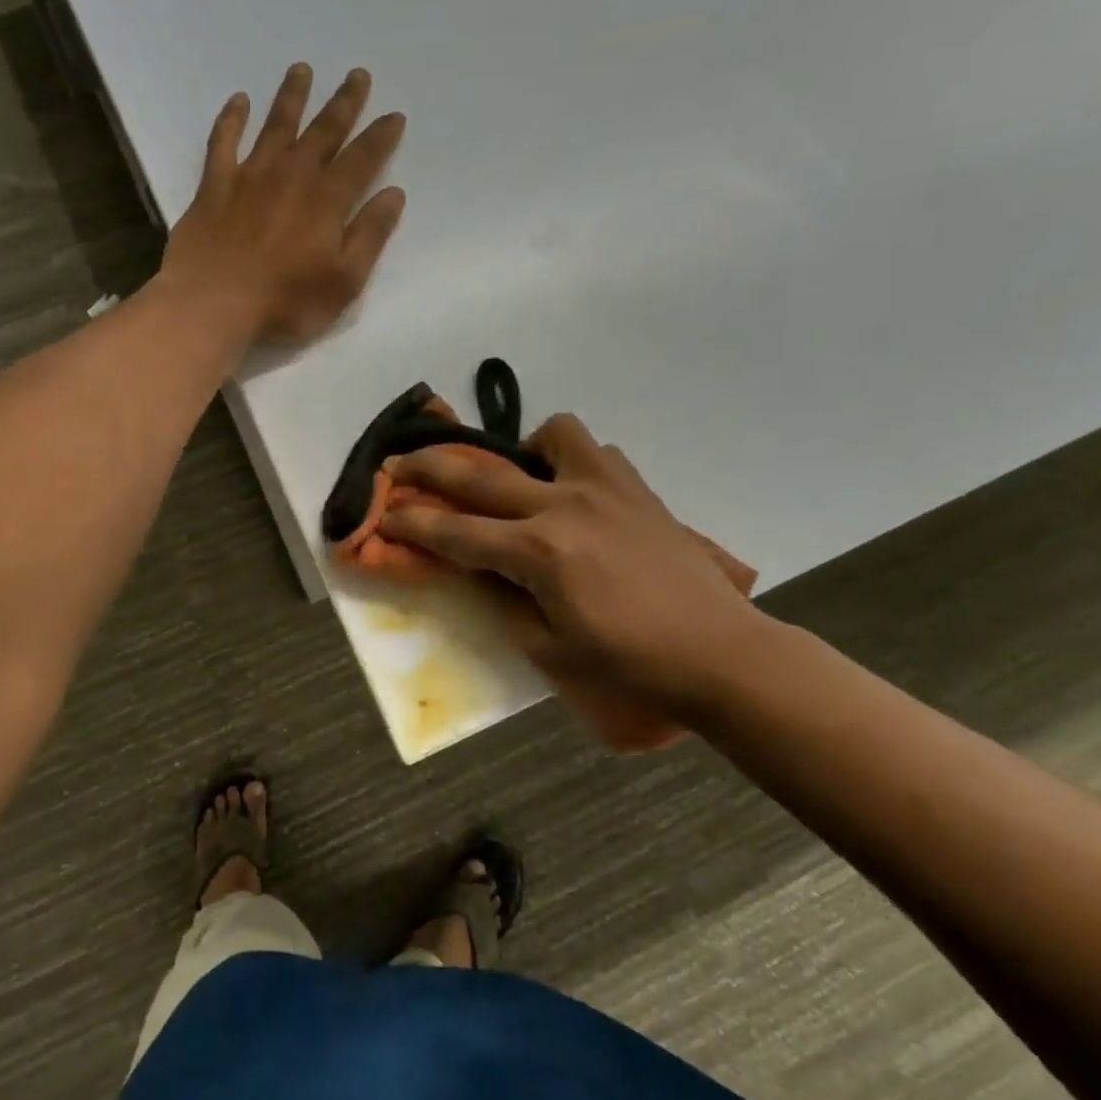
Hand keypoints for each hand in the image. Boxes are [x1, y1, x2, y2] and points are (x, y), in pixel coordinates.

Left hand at [162, 63, 406, 346]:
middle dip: (343, 103)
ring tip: (301, 69)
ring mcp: (250, 176)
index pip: (362, 158)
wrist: (213, 304)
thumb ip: (370, 235)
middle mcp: (292, 175)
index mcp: (327, 199)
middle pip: (323, 131)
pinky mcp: (215, 186)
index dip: (380, 136)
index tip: (394, 115)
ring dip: (291, 96)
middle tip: (357, 74)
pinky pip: (224, 142)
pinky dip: (231, 119)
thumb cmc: (286, 302)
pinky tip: (238, 101)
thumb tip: (394, 194)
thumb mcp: (344, 280)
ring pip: (276, 125)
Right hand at [382, 416, 766, 742]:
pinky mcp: (636, 489)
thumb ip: (502, 602)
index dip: (412, 522)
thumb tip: (475, 571)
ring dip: (523, 451)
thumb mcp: (549, 649)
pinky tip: (576, 496)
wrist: (718, 652)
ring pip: (552, 435)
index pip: (456, 532)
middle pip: (482, 475)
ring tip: (524, 482)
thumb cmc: (629, 664)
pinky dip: (573, 462)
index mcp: (539, 552)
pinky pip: (596, 452)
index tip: (382, 512)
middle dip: (431, 466)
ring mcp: (605, 489)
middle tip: (401, 463)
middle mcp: (564, 506)